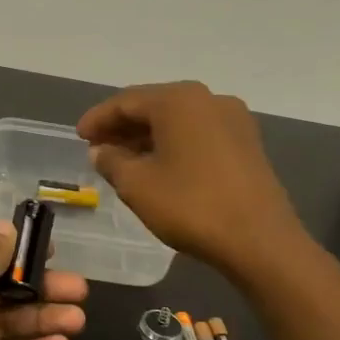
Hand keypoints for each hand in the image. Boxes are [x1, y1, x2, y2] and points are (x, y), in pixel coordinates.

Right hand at [77, 81, 311, 280]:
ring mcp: (233, 120)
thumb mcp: (137, 185)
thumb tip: (101, 151)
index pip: (126, 101)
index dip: (98, 118)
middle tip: (97, 147)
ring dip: (147, 136)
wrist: (260, 240)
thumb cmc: (191, 206)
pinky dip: (173, 144)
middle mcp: (207, 99)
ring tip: (122, 159)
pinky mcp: (246, 143)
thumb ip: (111, 161)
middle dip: (123, 126)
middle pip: (154, 106)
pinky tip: (158, 166)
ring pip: (177, 120)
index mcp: (178, 100)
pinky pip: (198, 134)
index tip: (79, 136)